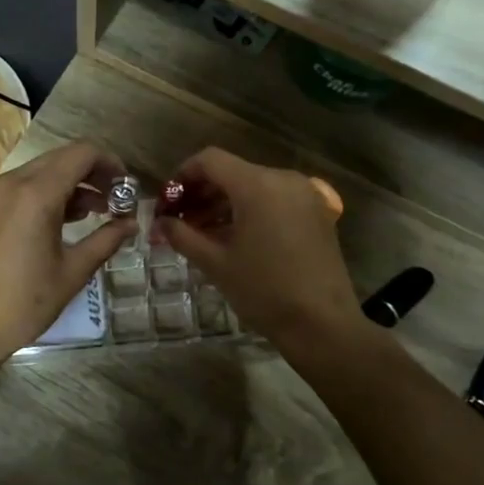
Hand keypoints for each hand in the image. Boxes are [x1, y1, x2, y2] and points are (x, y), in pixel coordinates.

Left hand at [0, 141, 133, 367]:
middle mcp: (10, 183)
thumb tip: (132, 224)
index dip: (110, 163)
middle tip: (113, 201)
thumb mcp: (73, 272)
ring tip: (91, 215)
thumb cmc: (24, 303)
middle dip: (91, 174)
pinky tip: (56, 224)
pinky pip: (18, 189)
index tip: (126, 188)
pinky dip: (44, 195)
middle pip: (60, 158)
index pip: (82, 153)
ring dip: (68, 185)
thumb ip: (106, 240)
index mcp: (36, 193)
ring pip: (38, 172)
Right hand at [153, 148, 364, 350]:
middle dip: (201, 193)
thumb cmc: (264, 291)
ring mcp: (304, 195)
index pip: (210, 160)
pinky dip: (249, 211)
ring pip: (253, 186)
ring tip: (202, 233)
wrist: (322, 324)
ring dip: (224, 204)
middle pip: (232, 172)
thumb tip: (160, 223)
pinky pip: (274, 200)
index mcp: (257, 185)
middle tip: (179, 221)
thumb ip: (183, 236)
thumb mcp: (216, 263)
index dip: (182, 175)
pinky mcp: (316, 212)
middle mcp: (283, 179)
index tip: (167, 201)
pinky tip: (234, 238)